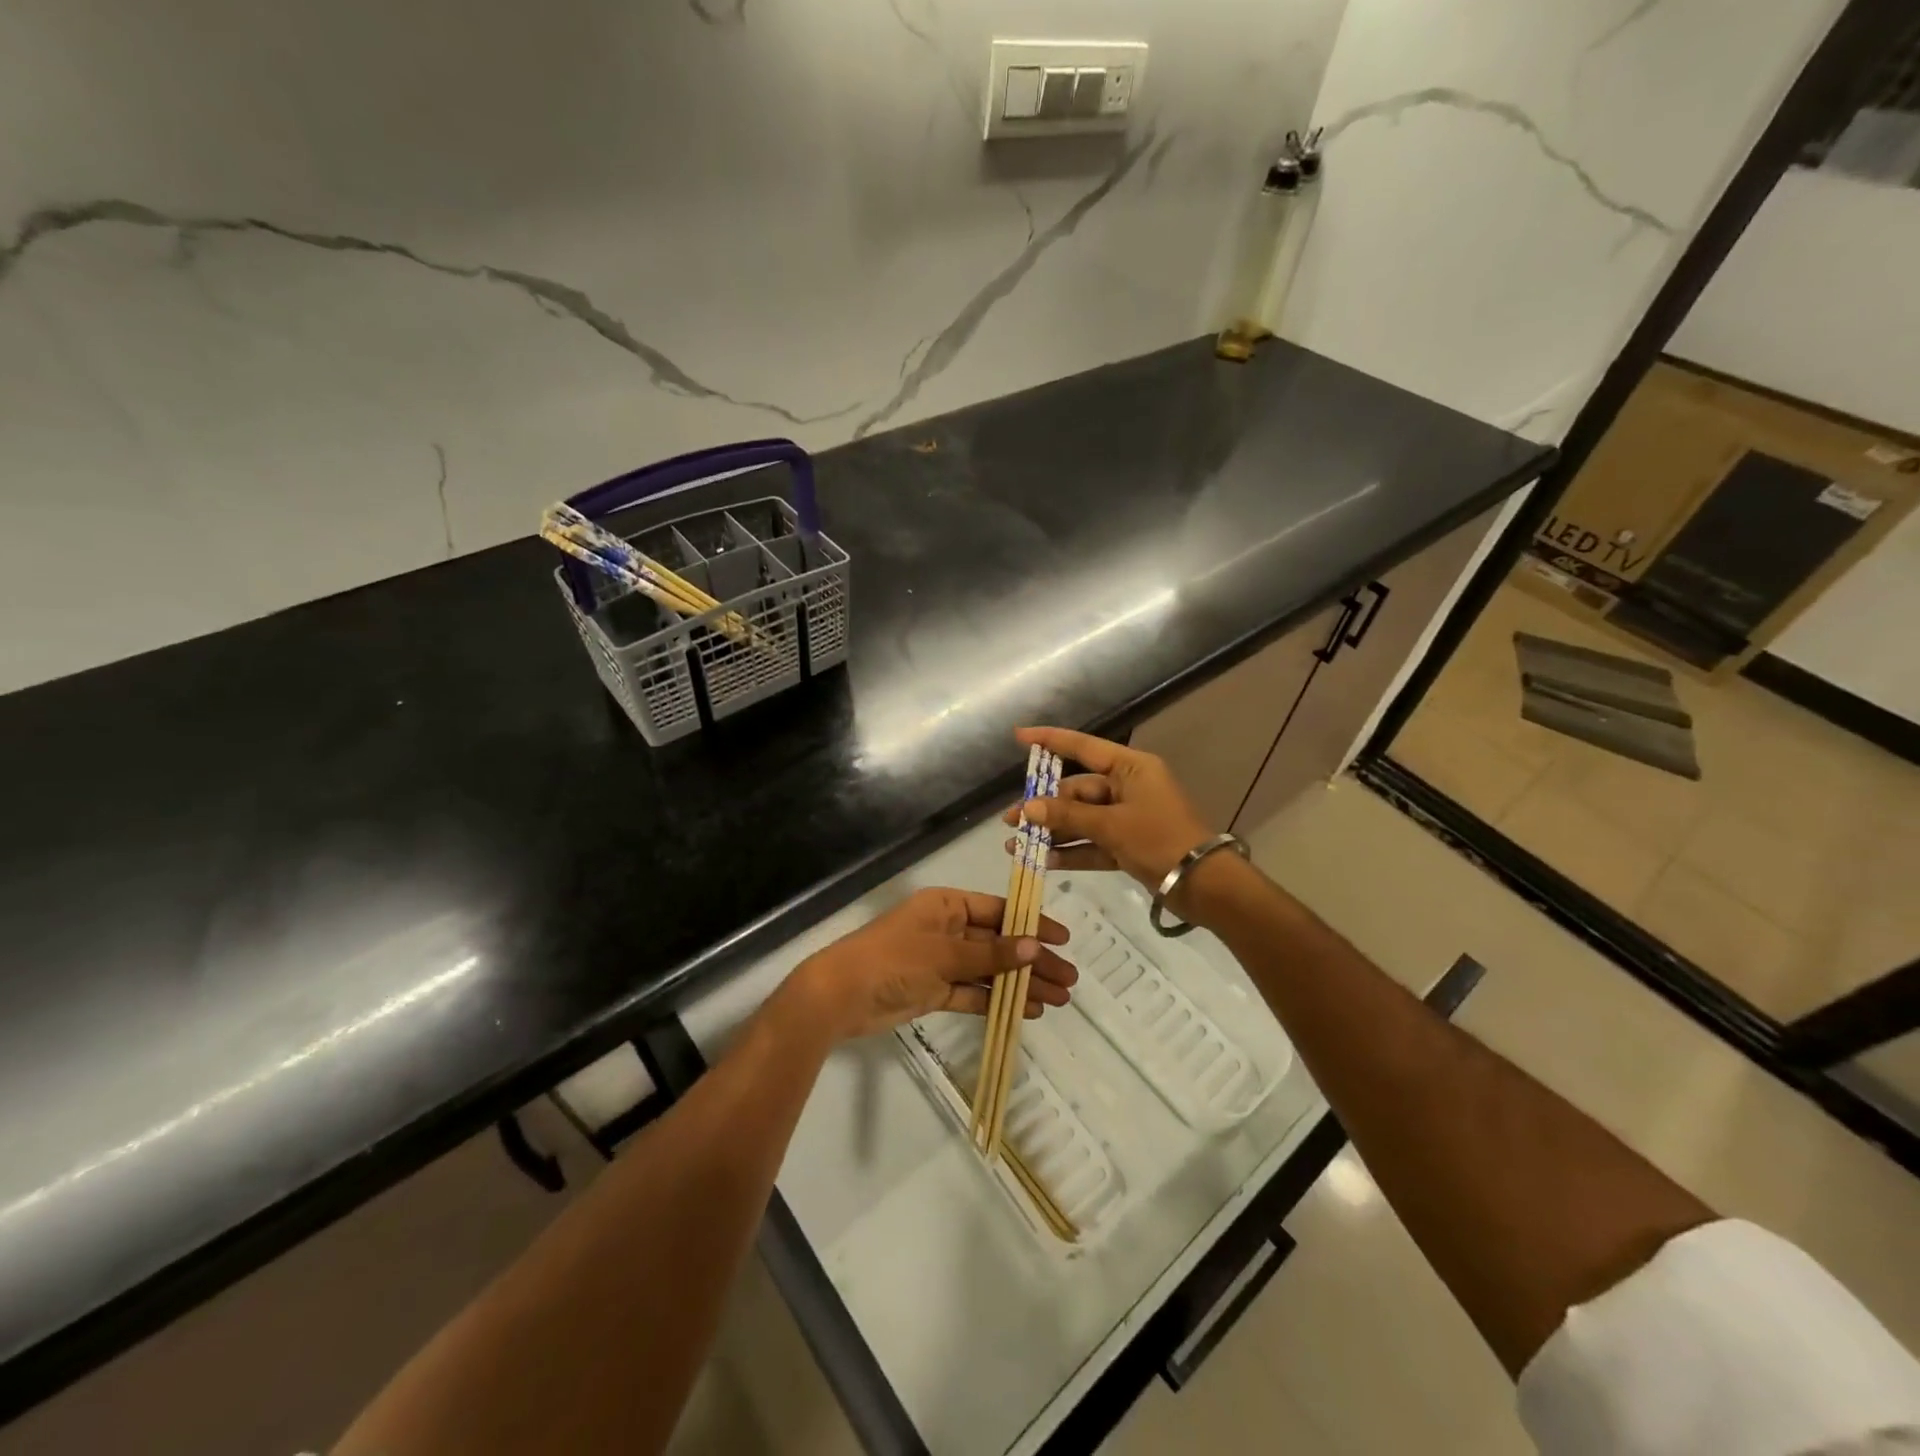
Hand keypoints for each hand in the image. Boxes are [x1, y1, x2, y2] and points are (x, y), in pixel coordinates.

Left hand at [787, 887, 1074, 1042]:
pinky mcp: (934, 990)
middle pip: (999, 943)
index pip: (999, 911)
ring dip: (1021, 983)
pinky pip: (973, 992)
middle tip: (1069, 979)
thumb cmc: (894, 959)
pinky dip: (997, 1000)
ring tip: (1058, 1000)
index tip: (1063, 940)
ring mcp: (941, 961)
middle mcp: (947, 929)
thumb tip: (1035, 946)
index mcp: (947, 906)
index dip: (1031, 925)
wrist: (841, 996)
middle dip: (1033, 960)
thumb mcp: (945, 953)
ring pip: (990, 970)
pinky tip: (1027, 1010)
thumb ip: (991, 954)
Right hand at [1001, 727, 1213, 891]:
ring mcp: (1128, 818)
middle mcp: (1128, 788)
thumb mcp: (1111, 826)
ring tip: (1016, 844)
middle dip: (1044, 806)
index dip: (1050, 740)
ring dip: (1052, 832)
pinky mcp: (1129, 845)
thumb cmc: (1160, 840)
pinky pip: (1093, 843)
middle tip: (1010, 820)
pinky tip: (1043, 862)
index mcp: (1131, 768)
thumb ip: (1068, 816)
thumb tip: (1028, 808)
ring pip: (1082, 820)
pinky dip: (1071, 852)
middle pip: (1077, 791)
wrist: (1205, 885)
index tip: (1019, 736)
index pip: (1084, 747)